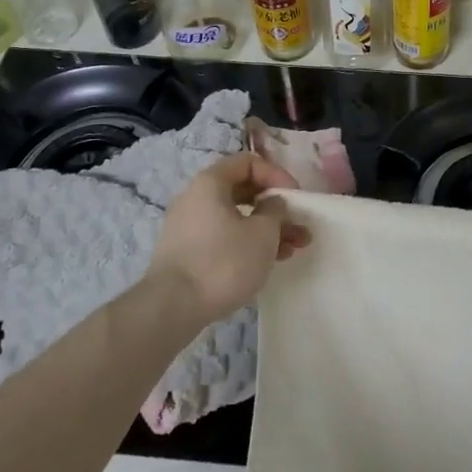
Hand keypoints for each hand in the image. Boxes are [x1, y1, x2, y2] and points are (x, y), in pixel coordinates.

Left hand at [148, 153, 311, 323]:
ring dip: (267, 230)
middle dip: (276, 208)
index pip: (248, 162)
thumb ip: (276, 210)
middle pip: (244, 191)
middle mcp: (195, 198)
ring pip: (236, 218)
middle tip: (299, 226)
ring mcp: (189, 227)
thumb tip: (272, 204)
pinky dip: (247, 244)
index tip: (295, 197)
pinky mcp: (187, 253)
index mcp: (210, 183)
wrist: (172, 308)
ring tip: (293, 250)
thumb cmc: (223, 261)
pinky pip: (224, 237)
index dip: (277, 174)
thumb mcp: (263, 233)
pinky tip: (268, 262)